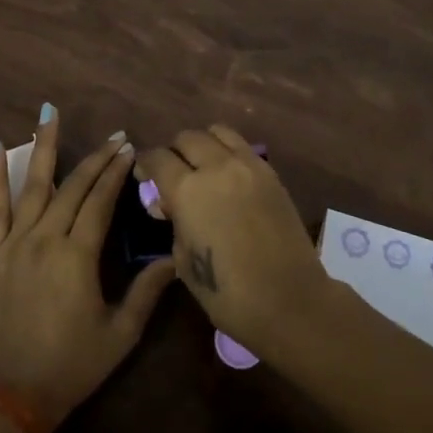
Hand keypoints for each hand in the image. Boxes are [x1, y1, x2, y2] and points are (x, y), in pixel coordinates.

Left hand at [0, 108, 175, 428]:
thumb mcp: (119, 334)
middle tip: (114, 136)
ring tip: (48, 113)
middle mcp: (44, 238)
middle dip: (96, 159)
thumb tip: (174, 257)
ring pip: (32, 185)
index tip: (130, 148)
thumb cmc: (71, 367)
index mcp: (77, 256)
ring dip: (43, 146)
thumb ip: (147, 292)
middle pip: (73, 187)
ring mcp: (14, 242)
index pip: (101, 201)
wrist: (10, 396)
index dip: (117, 173)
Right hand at [136, 125, 329, 353]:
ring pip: (218, 132)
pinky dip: (228, 153)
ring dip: (203, 144)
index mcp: (188, 190)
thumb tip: (167, 204)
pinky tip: (227, 176)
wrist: (289, 300)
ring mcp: (248, 166)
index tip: (144, 177)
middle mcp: (216, 167)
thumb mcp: (183, 260)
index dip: (145, 165)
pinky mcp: (271, 174)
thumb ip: (174, 222)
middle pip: (187, 138)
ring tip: (202, 166)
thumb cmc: (227, 293)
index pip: (158, 158)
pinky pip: (243, 147)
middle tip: (172, 174)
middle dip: (174, 152)